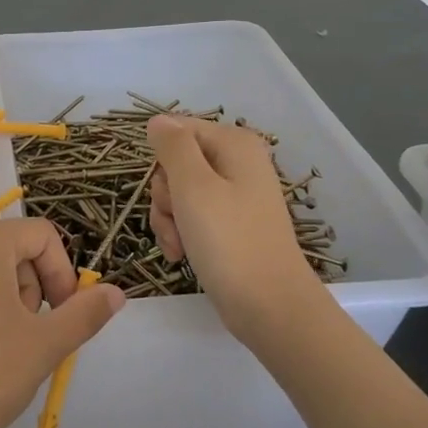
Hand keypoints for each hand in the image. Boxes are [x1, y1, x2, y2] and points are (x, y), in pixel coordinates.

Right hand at [147, 115, 319, 339]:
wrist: (269, 307)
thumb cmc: (230, 242)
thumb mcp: (193, 186)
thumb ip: (172, 146)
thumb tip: (158, 120)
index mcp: (235, 144)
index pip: (177, 131)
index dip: (162, 160)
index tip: (168, 190)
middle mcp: (237, 163)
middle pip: (176, 163)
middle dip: (165, 195)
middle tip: (177, 220)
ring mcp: (235, 196)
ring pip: (178, 193)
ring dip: (168, 219)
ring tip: (178, 245)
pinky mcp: (230, 225)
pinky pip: (191, 217)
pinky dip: (180, 233)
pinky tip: (181, 255)